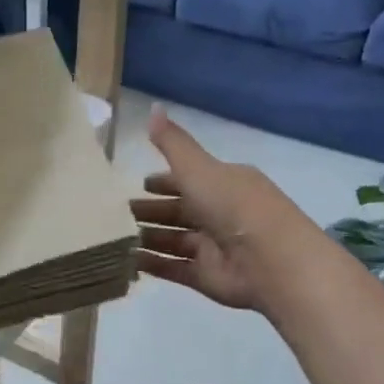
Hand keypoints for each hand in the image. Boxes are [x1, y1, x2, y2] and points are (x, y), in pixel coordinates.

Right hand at [132, 109, 308, 314]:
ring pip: (173, 240)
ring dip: (147, 238)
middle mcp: (220, 214)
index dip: (163, 181)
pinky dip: (151, 264)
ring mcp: (214, 248)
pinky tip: (125, 261)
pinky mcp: (207, 277)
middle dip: (150, 211)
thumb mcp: (199, 168)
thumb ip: (172, 144)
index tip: (137, 184)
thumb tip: (153, 106)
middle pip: (179, 211)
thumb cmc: (234, 206)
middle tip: (115, 214)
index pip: (189, 179)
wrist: (270, 262)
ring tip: (112, 237)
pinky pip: (173, 268)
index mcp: (224, 183)